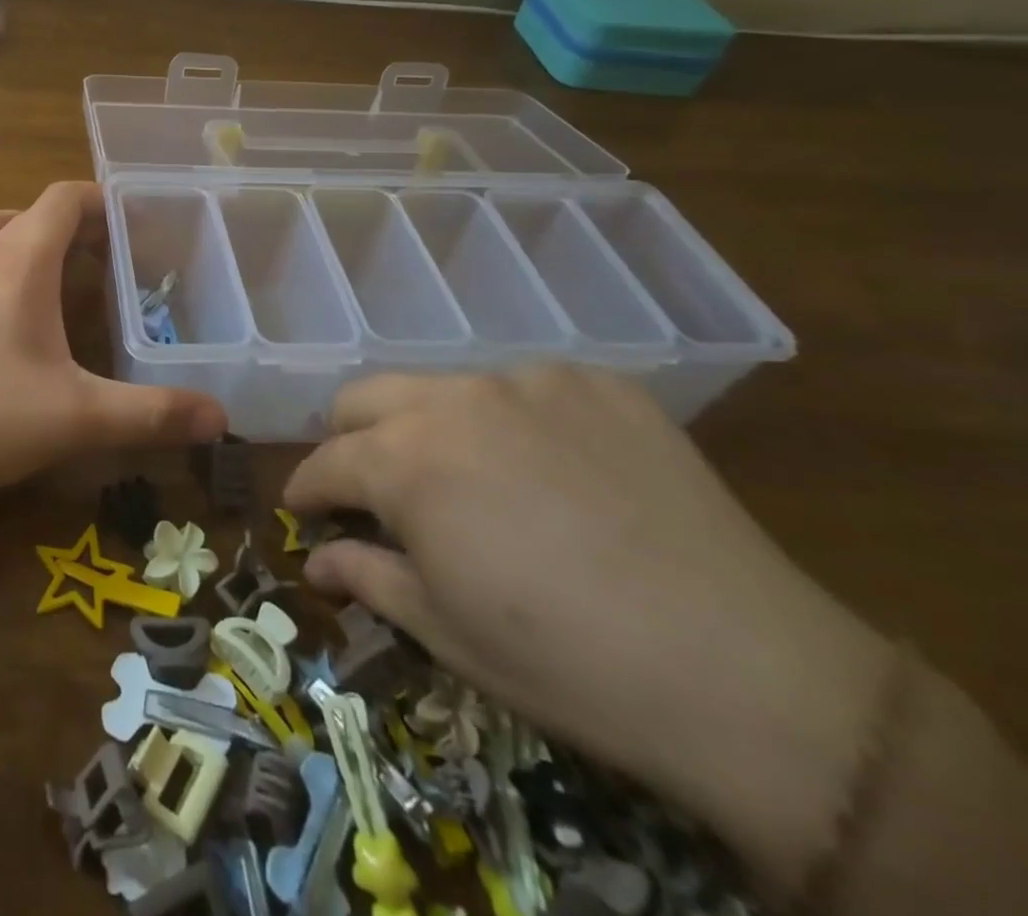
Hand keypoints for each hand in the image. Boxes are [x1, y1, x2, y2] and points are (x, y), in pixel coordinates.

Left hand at [0, 182, 226, 503]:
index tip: (130, 221)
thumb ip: (151, 415)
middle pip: (25, 213)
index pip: (62, 200)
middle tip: (100, 256)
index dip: (99, 200)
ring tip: (39, 260)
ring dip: (12, 232)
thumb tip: (220, 416)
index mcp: (20, 265)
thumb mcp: (77, 418)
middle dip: (66, 224)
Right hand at [284, 365, 892, 899]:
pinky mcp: (599, 383)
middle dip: (349, 440)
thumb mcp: (445, 630)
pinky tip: (549, 472)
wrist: (753, 677)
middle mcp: (455, 399)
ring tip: (467, 480)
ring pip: (442, 386)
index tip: (306, 511)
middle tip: (372, 489)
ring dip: (428, 426)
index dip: (307, 489)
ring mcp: (531, 381)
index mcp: (405, 459)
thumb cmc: (567, 664)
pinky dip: (511, 422)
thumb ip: (365, 576)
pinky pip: (525, 389)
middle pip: (364, 397)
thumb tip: (313, 559)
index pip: (326, 461)